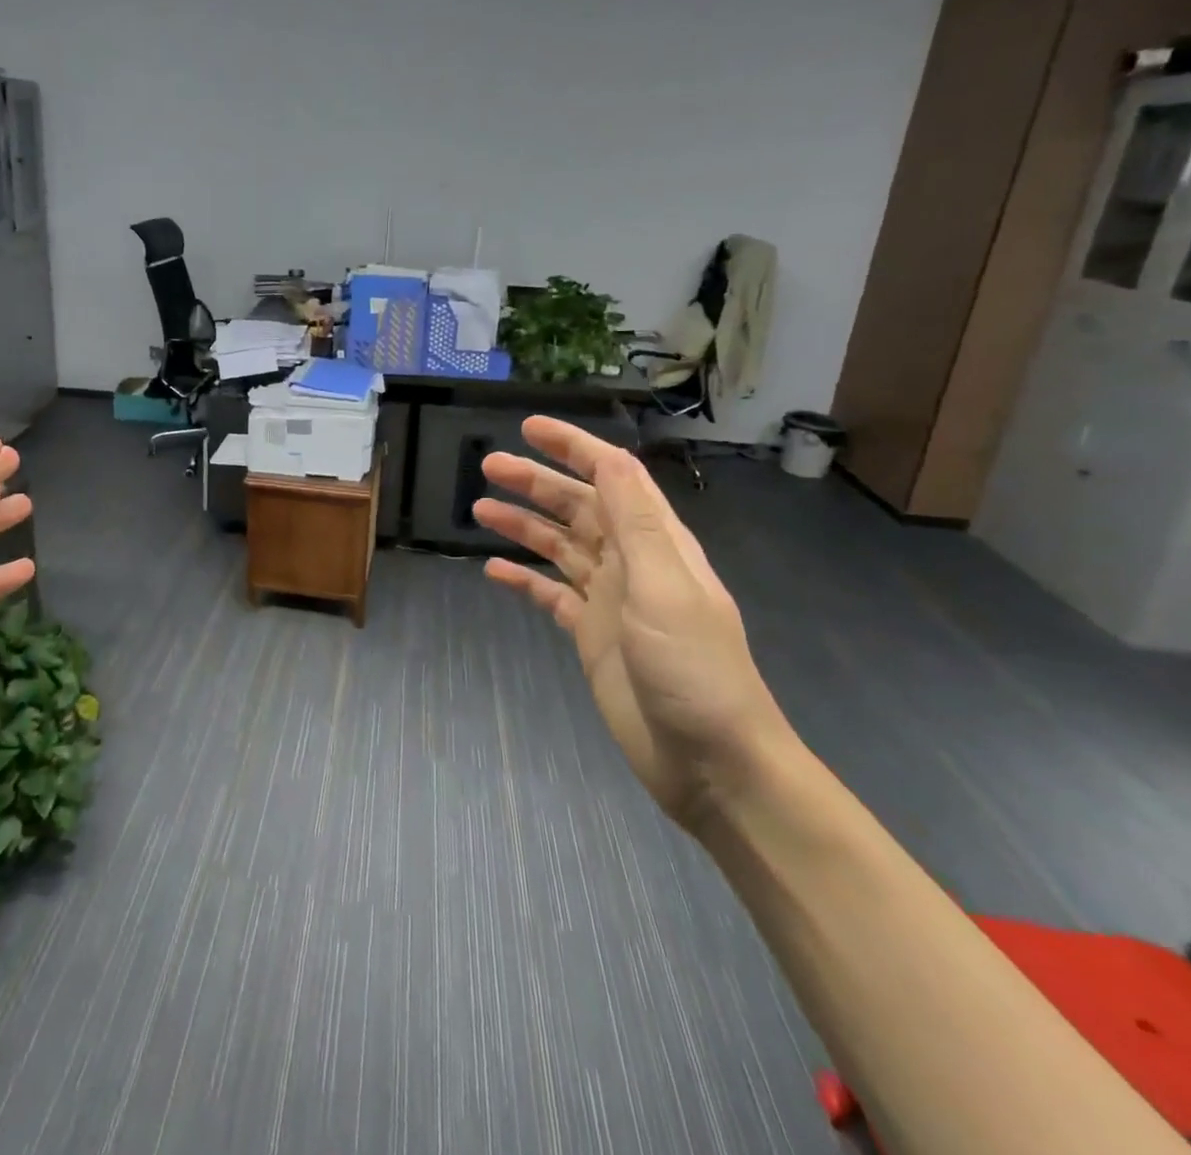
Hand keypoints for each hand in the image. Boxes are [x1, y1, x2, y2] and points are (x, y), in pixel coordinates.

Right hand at [475, 417, 792, 828]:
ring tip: (479, 509)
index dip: (573, 448)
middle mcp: (630, 563)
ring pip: (559, 547)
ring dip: (522, 526)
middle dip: (535, 483)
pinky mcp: (590, 635)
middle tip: (487, 466)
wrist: (711, 763)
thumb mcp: (665, 588)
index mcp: (655, 544)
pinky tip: (492, 571)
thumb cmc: (694, 671)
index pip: (612, 478)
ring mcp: (609, 600)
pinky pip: (549, 595)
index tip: (529, 428)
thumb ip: (636, 523)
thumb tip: (611, 459)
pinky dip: (522, 580)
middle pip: (577, 508)